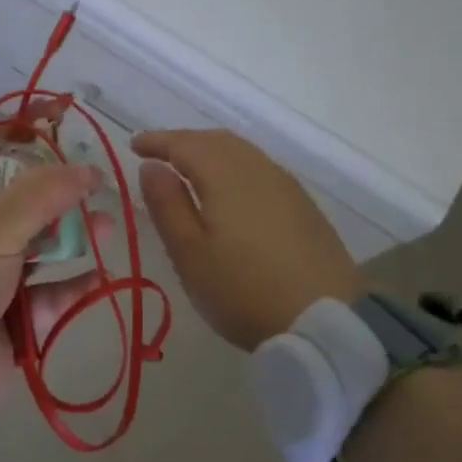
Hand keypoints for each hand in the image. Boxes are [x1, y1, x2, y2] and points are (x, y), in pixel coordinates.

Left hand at [0, 146, 104, 417]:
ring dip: (74, 237)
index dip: (23, 134)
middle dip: (61, 192)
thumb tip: (89, 170)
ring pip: (41, 246)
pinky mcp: (12, 314)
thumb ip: (43, 194)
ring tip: (107, 228)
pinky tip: (99, 277)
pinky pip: (50, 292)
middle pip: (24, 200)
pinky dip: (73, 285)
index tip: (63, 120)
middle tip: (97, 185)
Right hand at [132, 129, 364, 351]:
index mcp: (226, 175)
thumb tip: (152, 166)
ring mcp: (286, 185)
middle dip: (184, 142)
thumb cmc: (244, 290)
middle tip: (159, 155)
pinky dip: (234, 167)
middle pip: (216, 141)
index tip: (134, 144)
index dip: (158, 141)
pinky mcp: (303, 205)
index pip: (185, 144)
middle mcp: (258, 168)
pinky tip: (229, 190)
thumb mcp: (190, 254)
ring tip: (189, 170)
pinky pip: (260, 169)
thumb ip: (167, 205)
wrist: (327, 321)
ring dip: (211, 152)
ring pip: (242, 153)